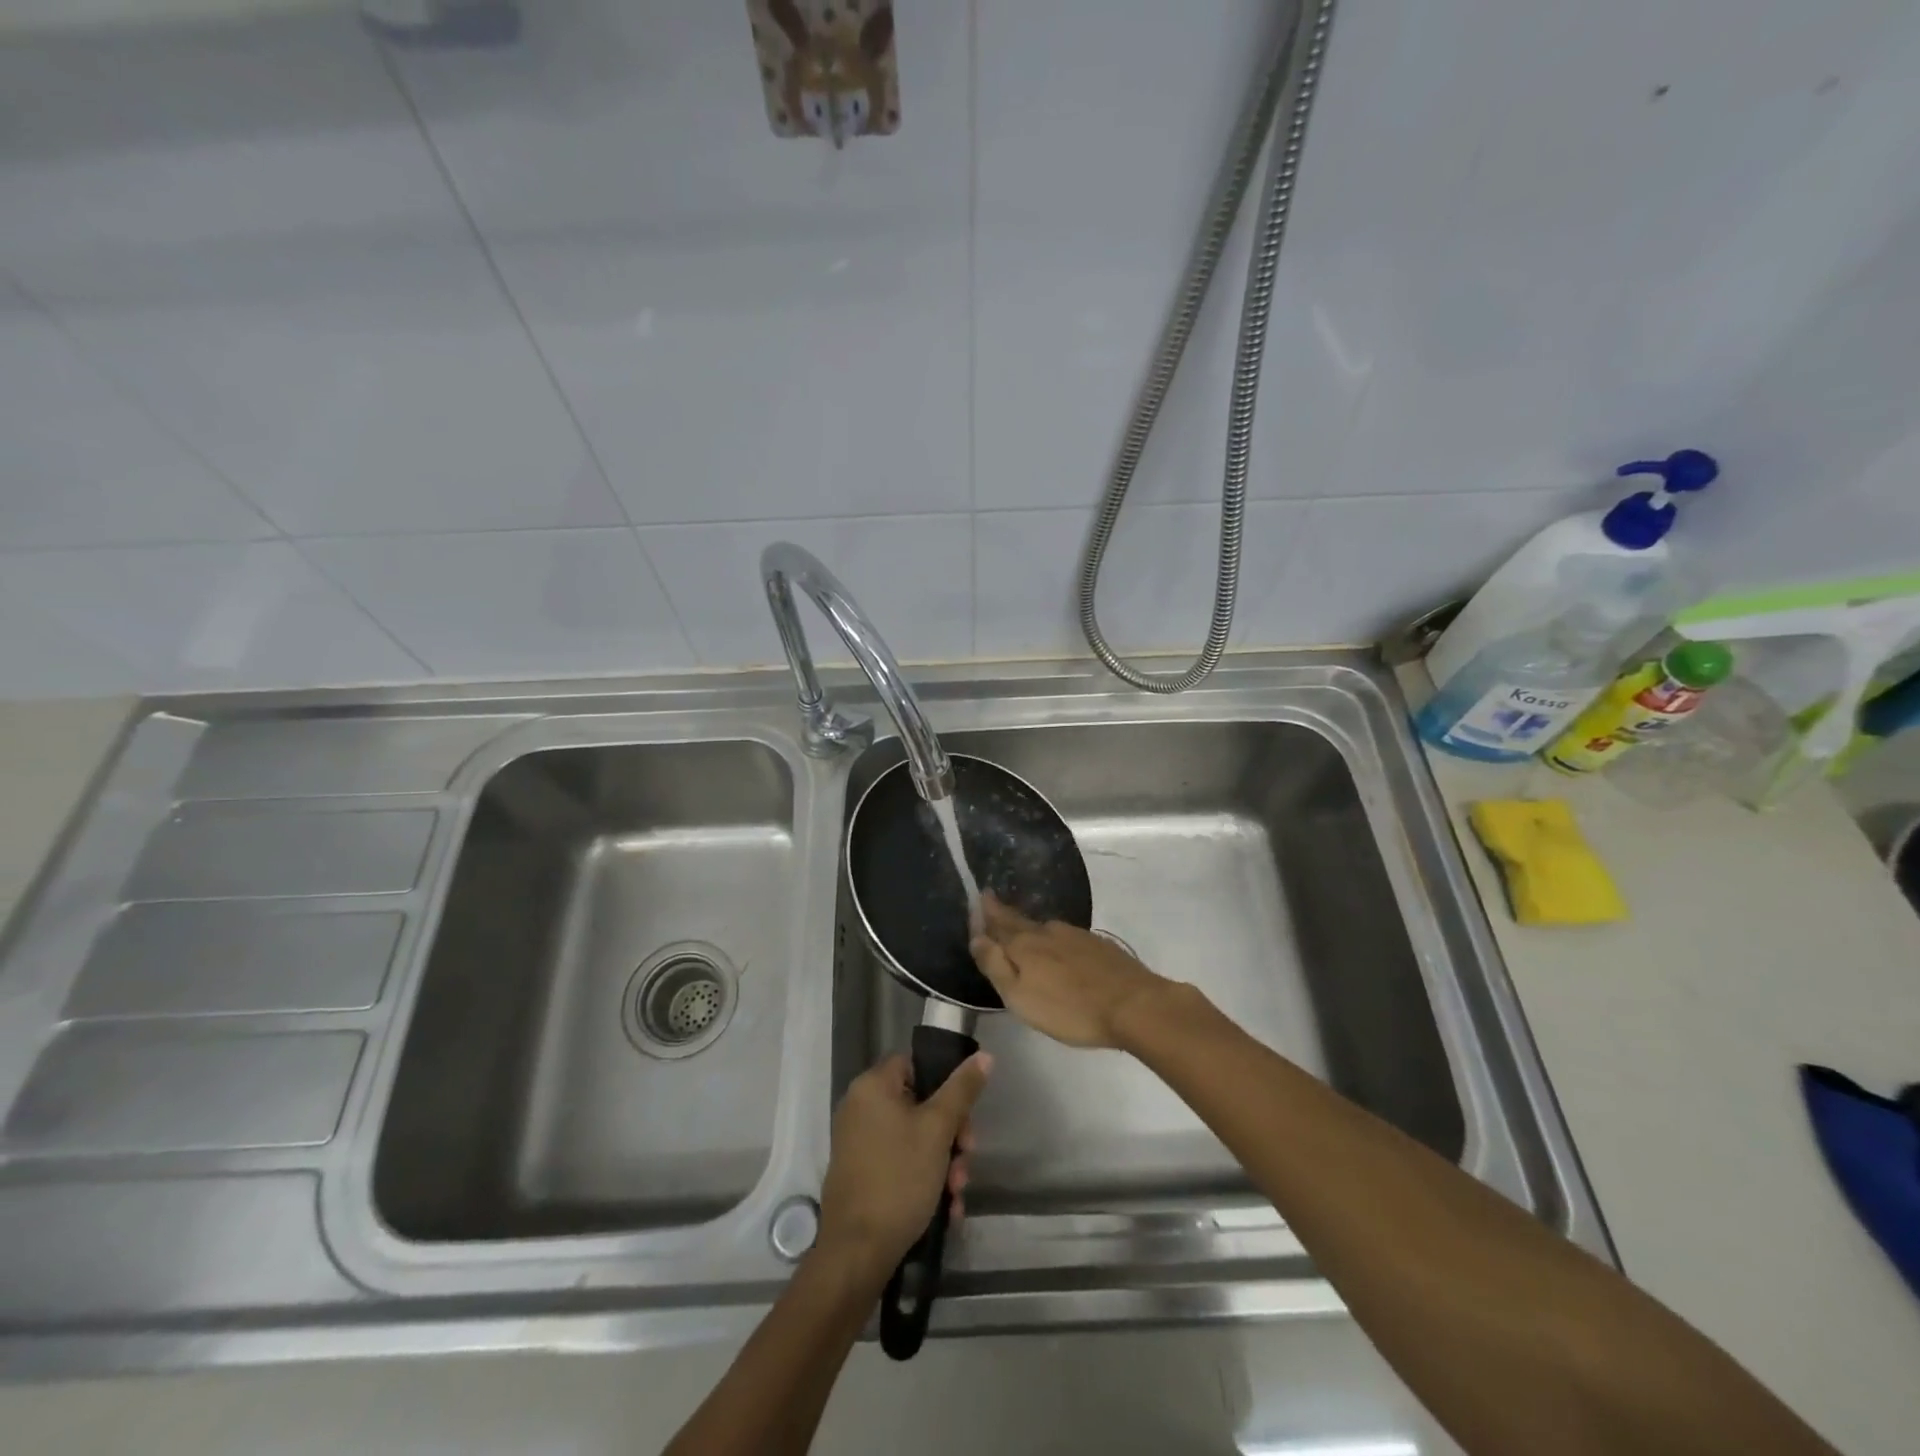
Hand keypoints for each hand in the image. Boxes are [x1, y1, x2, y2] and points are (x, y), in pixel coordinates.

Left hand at [815, 1050, 990, 1281]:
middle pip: (919, 1104)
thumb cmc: (899, 1178)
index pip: (916, 1064)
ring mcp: (857, 1142)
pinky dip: (923, 1178)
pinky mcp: (860, 1173)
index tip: (965, 1116)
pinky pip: (899, 1162)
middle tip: (966, 1159)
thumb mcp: (938, 1129)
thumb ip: (962, 1090)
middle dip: (950, 1135)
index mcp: (872, 1086)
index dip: (945, 1085)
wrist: (857, 1253)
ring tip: (957, 1193)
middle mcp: (859, 1107)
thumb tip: (984, 1056)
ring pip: (913, 1138)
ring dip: (942, 1162)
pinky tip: (946, 1207)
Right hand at [969, 893, 1172, 1049]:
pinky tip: (1058, 949)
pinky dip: (1054, 940)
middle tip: (993, 903)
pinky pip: (1066, 937)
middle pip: (1020, 921)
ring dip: (1030, 928)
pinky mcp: (1098, 945)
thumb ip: (996, 965)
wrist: (1134, 1005)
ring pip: (1044, 928)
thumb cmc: (1070, 1009)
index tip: (979, 896)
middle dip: (1004, 913)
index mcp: (1025, 944)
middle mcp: (1047, 931)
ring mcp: (1076, 935)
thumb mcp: (1020, 997)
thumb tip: (976, 937)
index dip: (987, 912)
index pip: (999, 922)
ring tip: (1022, 930)